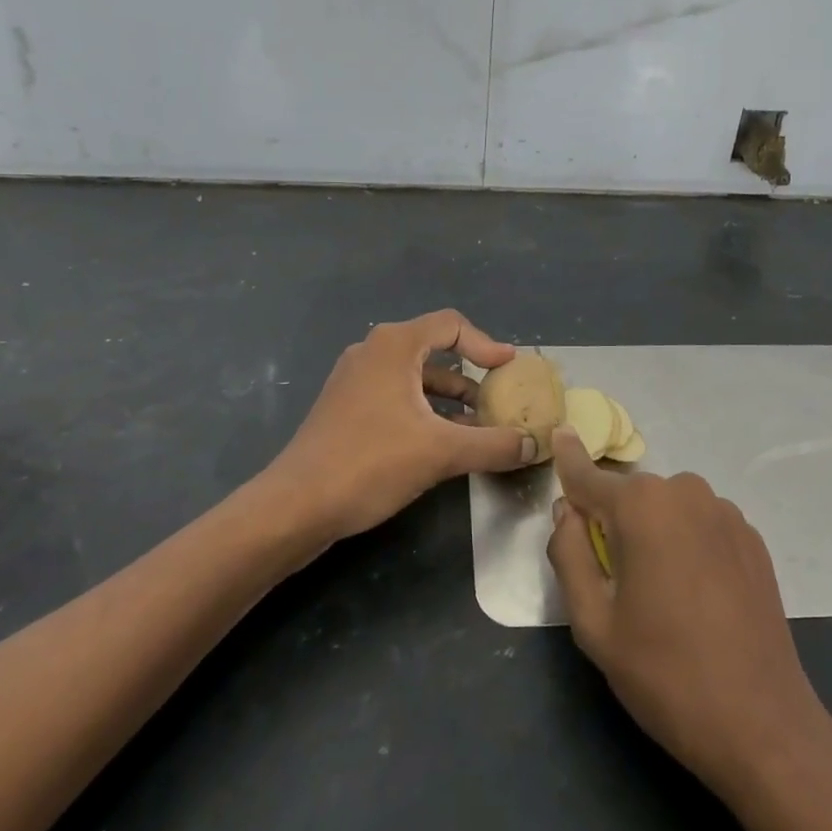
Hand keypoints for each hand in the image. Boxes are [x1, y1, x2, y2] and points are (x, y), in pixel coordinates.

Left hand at [269, 310, 536, 541]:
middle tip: (499, 396)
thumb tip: (536, 444)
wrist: (295, 505)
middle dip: (470, 373)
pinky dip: (424, 410)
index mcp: (394, 346)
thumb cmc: (370, 463)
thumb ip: (494, 444)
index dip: (486, 344)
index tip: (510, 369)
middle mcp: (372, 352)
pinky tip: (442, 442)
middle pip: (433, 348)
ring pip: (414, 377)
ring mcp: (354, 380)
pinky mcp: (345, 407)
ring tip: (479, 424)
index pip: (450, 325)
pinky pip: (395, 396)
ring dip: (449, 397)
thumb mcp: (441, 452)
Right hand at [545, 429, 831, 830]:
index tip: (559, 433)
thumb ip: (569, 554)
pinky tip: (696, 592)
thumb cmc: (665, 674)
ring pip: (668, 507)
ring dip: (653, 530)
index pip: (589, 475)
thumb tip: (566, 511)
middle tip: (612, 576)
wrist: (762, 725)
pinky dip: (686, 540)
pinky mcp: (752, 538)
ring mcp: (725, 513)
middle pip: (630, 494)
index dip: (568, 459)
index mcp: (641, 507)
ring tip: (659, 589)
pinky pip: (700, 523)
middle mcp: (685, 493)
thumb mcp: (594, 623)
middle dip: (613, 518)